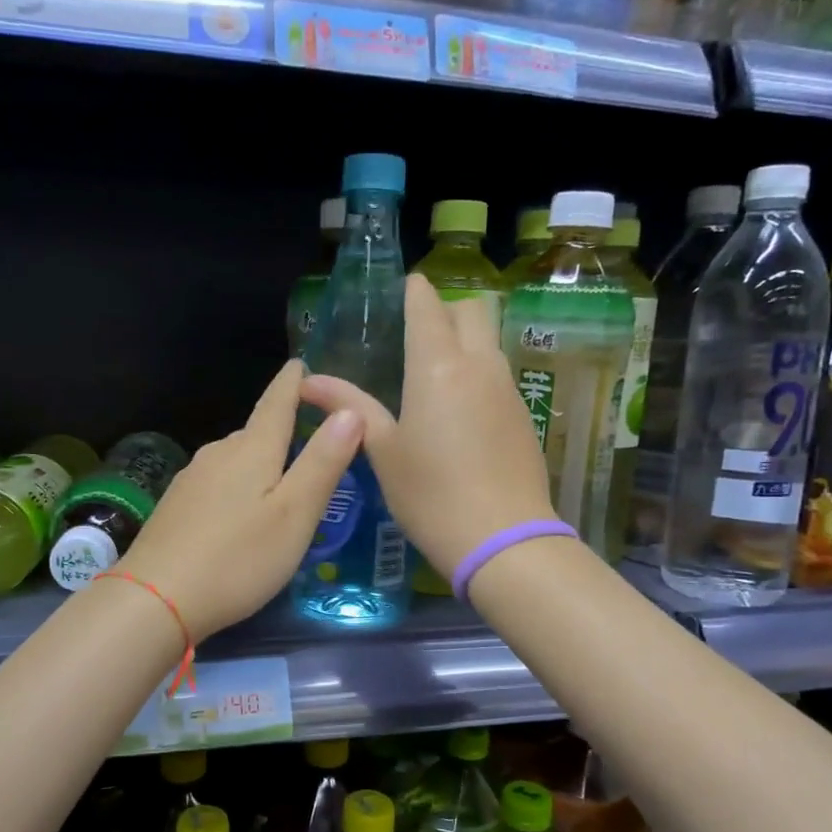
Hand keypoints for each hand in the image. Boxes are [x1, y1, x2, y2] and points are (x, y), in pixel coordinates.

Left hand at [119, 360, 362, 641]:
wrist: (155, 599)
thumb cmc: (238, 558)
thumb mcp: (295, 514)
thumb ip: (323, 462)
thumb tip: (350, 411)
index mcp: (252, 450)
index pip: (277, 403)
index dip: (291, 383)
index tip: (299, 364)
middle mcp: (218, 454)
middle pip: (256, 433)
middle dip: (281, 432)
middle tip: (309, 445)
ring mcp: (191, 479)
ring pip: (234, 460)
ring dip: (257, 465)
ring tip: (279, 486)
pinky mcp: (175, 507)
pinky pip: (215, 483)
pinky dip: (235, 488)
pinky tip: (238, 515)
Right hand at [300, 275, 554, 577]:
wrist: (504, 539)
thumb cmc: (431, 494)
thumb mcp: (383, 451)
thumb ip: (350, 406)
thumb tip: (309, 381)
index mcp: (437, 366)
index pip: (428, 305)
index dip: (413, 292)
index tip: (400, 293)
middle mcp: (479, 364)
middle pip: (472, 310)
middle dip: (445, 309)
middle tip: (416, 335)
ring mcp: (507, 388)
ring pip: (490, 340)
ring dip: (466, 340)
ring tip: (434, 373)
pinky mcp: (523, 414)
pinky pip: (500, 373)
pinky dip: (480, 372)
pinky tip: (460, 410)